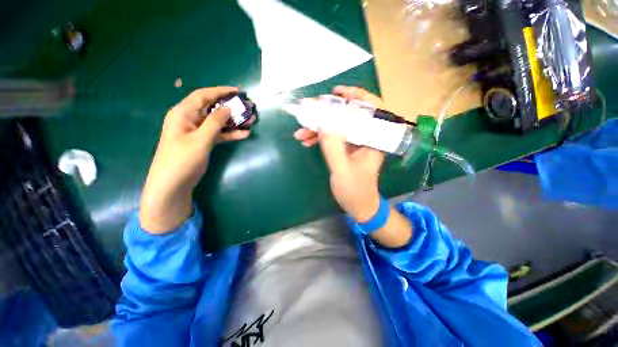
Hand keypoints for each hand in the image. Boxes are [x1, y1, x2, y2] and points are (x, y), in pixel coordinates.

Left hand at [140, 87, 250, 233]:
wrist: (173, 183)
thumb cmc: (182, 159)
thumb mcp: (200, 139)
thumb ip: (215, 122)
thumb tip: (228, 108)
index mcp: (183, 113)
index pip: (203, 96)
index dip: (220, 91)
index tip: (237, 91)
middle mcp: (190, 119)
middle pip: (213, 108)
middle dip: (230, 107)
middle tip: (247, 107)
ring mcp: (198, 131)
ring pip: (218, 122)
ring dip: (233, 121)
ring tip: (250, 120)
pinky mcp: (204, 142)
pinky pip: (219, 134)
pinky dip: (230, 134)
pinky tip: (244, 134)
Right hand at [294, 86, 385, 221]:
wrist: (359, 205)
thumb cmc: (355, 191)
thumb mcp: (342, 170)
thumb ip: (333, 147)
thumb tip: (323, 123)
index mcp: (374, 140)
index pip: (371, 109)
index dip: (356, 96)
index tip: (336, 92)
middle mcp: (367, 137)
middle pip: (349, 115)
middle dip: (327, 112)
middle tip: (308, 111)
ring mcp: (356, 142)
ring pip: (338, 126)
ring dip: (319, 127)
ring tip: (300, 132)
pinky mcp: (347, 149)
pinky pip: (333, 137)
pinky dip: (320, 136)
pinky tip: (306, 140)